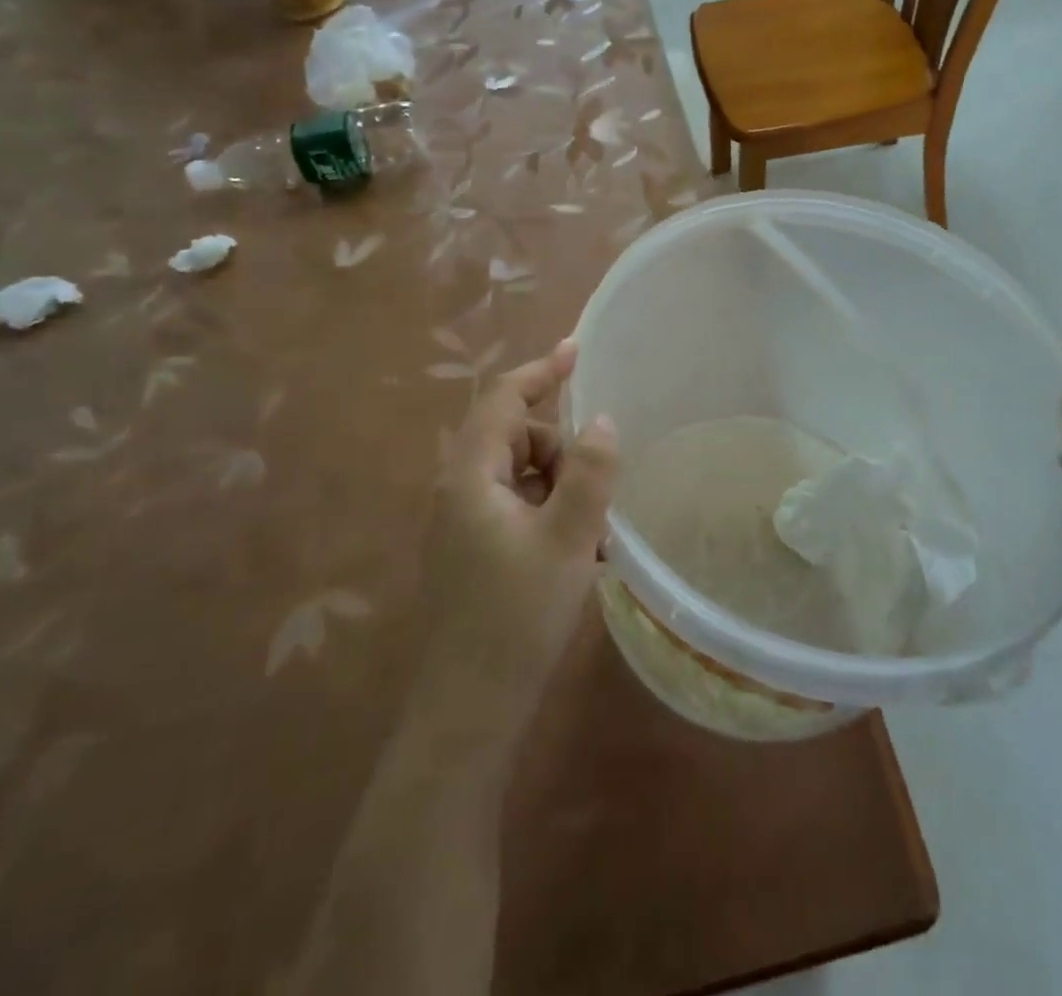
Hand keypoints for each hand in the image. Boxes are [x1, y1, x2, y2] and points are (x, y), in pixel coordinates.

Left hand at [411, 340, 618, 759]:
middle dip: (562, 451)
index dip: (541, 371)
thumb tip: (601, 420)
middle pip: (517, 437)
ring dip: (562, 488)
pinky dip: (552, 514)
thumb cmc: (517, 616)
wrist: (470, 710)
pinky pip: (519, 508)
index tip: (578, 350)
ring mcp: (464, 522)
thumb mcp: (568, 539)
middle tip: (600, 492)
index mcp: (470, 476)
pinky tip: (581, 552)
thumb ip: (589, 473)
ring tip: (595, 533)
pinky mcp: (475, 550)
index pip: (503, 400)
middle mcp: (459, 490)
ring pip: (522, 475)